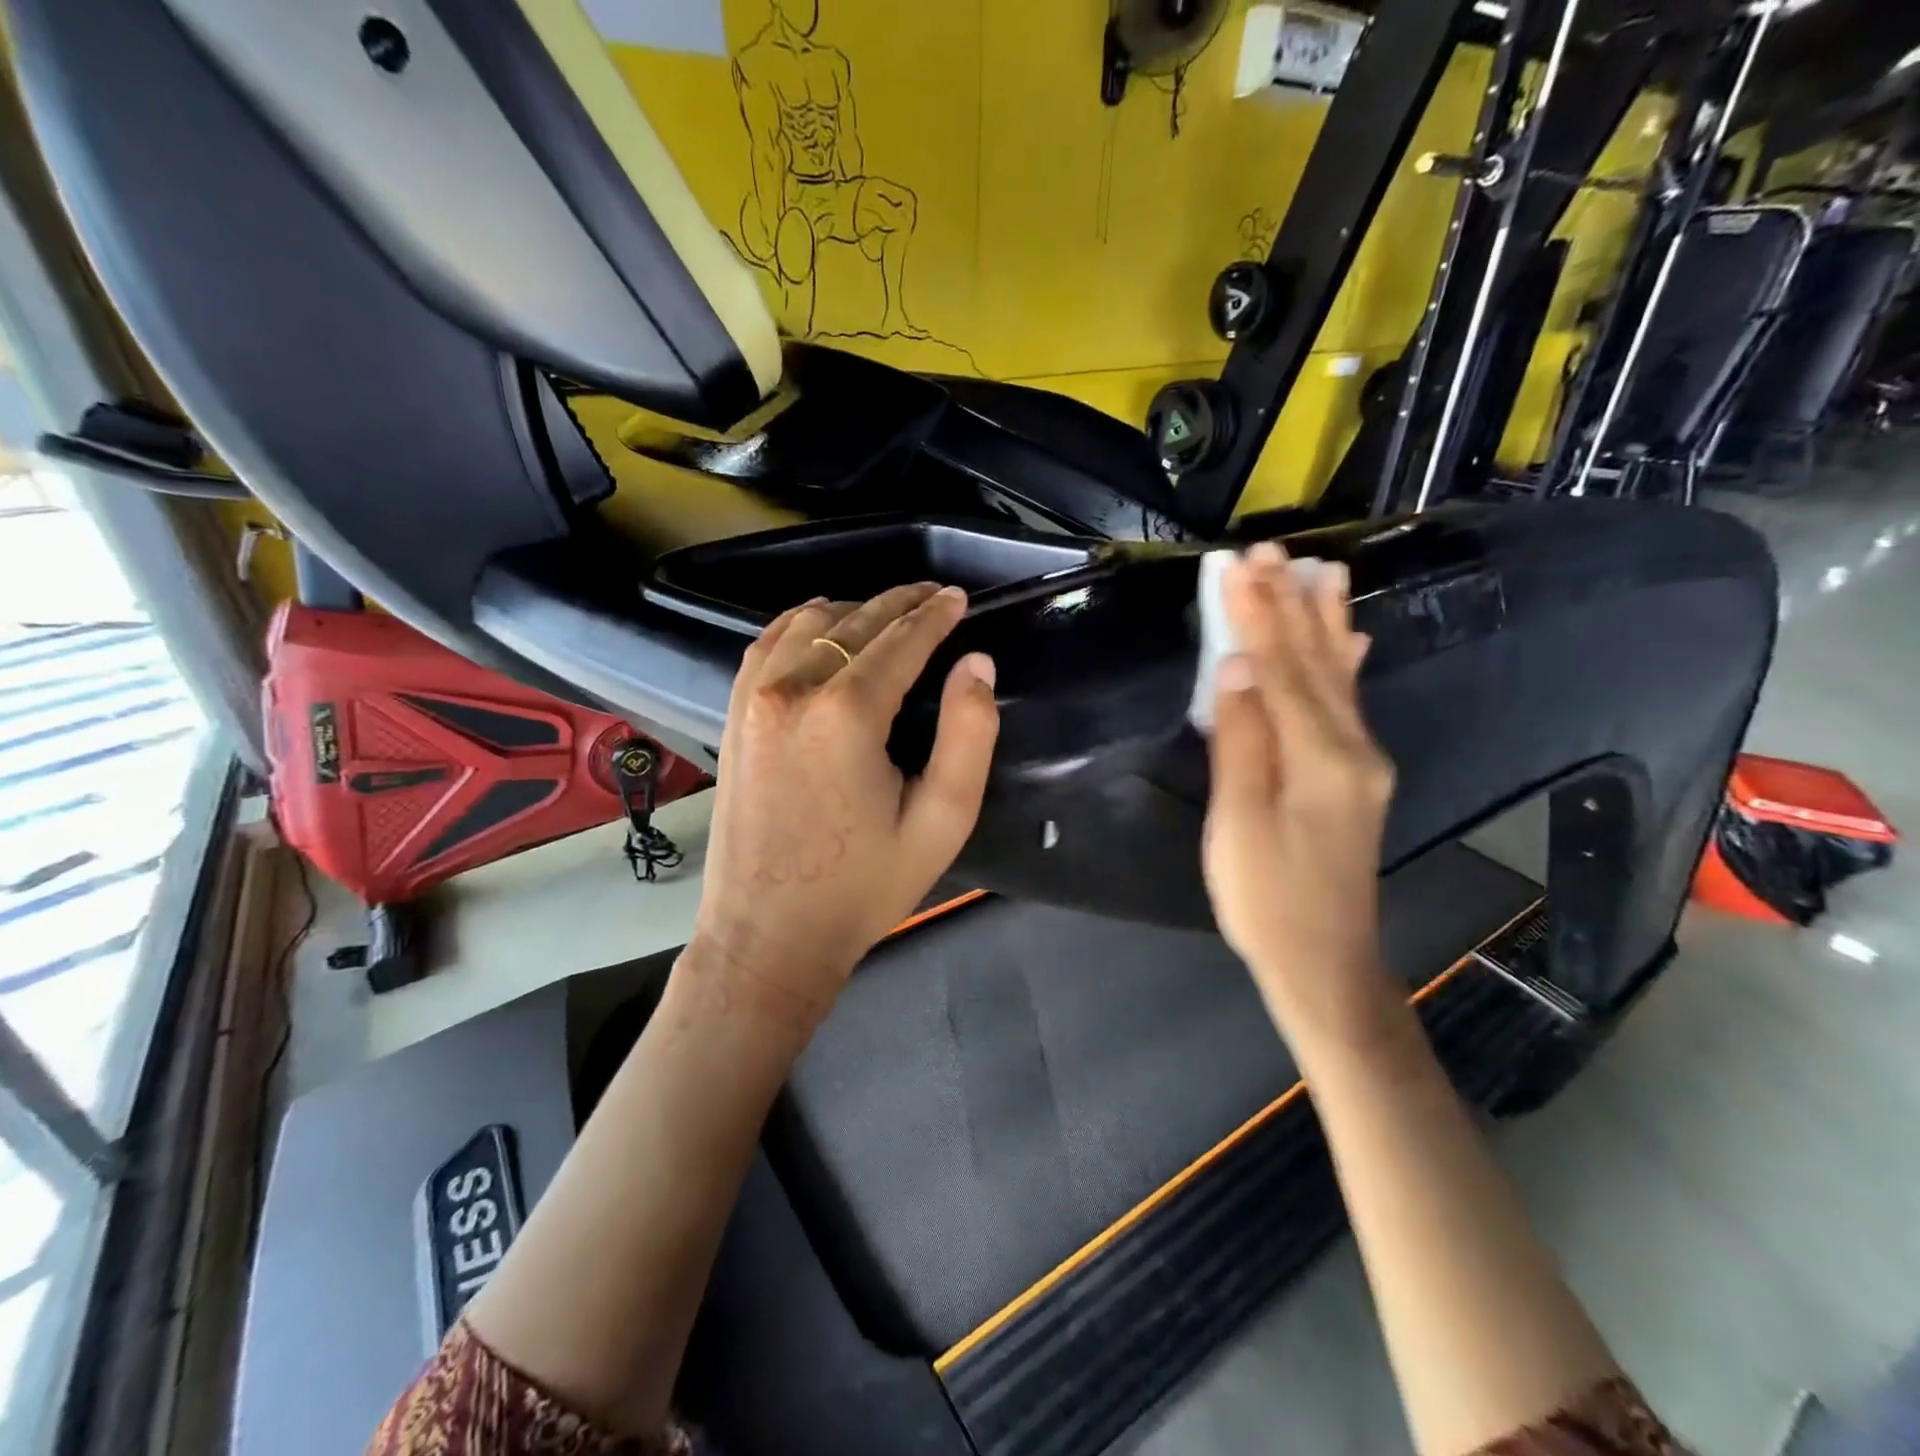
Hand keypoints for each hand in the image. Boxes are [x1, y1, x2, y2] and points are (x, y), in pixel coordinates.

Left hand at [688, 584, 999, 1026]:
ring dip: (851, 610)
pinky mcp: (734, 718)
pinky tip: (822, 631)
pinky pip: (767, 646)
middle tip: (932, 596)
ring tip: (886, 613)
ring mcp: (752, 700)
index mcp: (846, 713)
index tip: (958, 598)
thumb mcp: (941, 820)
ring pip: (805, 623)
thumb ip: (967, 734)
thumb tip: (977, 664)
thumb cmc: (863, 887)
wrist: (768, 936)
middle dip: (899, 602)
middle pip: (853, 622)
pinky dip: (800, 626)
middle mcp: (792, 690)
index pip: (900, 640)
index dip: (934, 615)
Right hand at [1202, 542, 1396, 1034]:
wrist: (1326, 962)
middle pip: (1314, 662)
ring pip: (1337, 676)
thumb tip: (1236, 671)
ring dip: (1322, 621)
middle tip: (1270, 551)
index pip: (1280, 669)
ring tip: (1319, 572)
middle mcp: (1352, 747)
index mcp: (1319, 757)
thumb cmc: (1267, 899)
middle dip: (1288, 604)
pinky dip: (1343, 662)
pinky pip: (1348, 701)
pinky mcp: (1358, 776)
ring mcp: (1362, 761)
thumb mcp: (1239, 825)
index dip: (1256, 616)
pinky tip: (1351, 639)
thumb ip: (1241, 743)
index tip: (1237, 565)